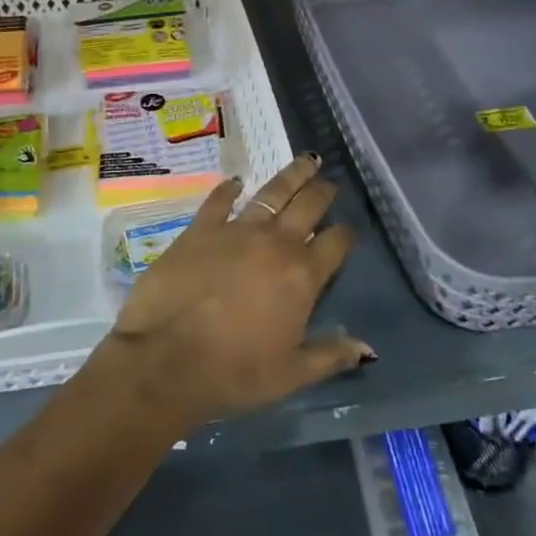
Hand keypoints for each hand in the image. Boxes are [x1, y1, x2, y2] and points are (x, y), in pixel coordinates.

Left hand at [102, 155, 373, 429]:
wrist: (168, 359)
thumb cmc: (235, 372)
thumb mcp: (291, 373)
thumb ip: (330, 356)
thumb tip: (367, 348)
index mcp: (302, 276)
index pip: (334, 244)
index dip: (345, 235)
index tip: (348, 230)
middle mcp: (274, 244)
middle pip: (306, 206)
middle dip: (321, 192)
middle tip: (328, 180)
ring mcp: (236, 231)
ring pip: (271, 194)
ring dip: (290, 176)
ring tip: (304, 161)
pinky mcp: (200, 229)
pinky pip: (219, 200)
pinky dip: (229, 189)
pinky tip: (236, 181)